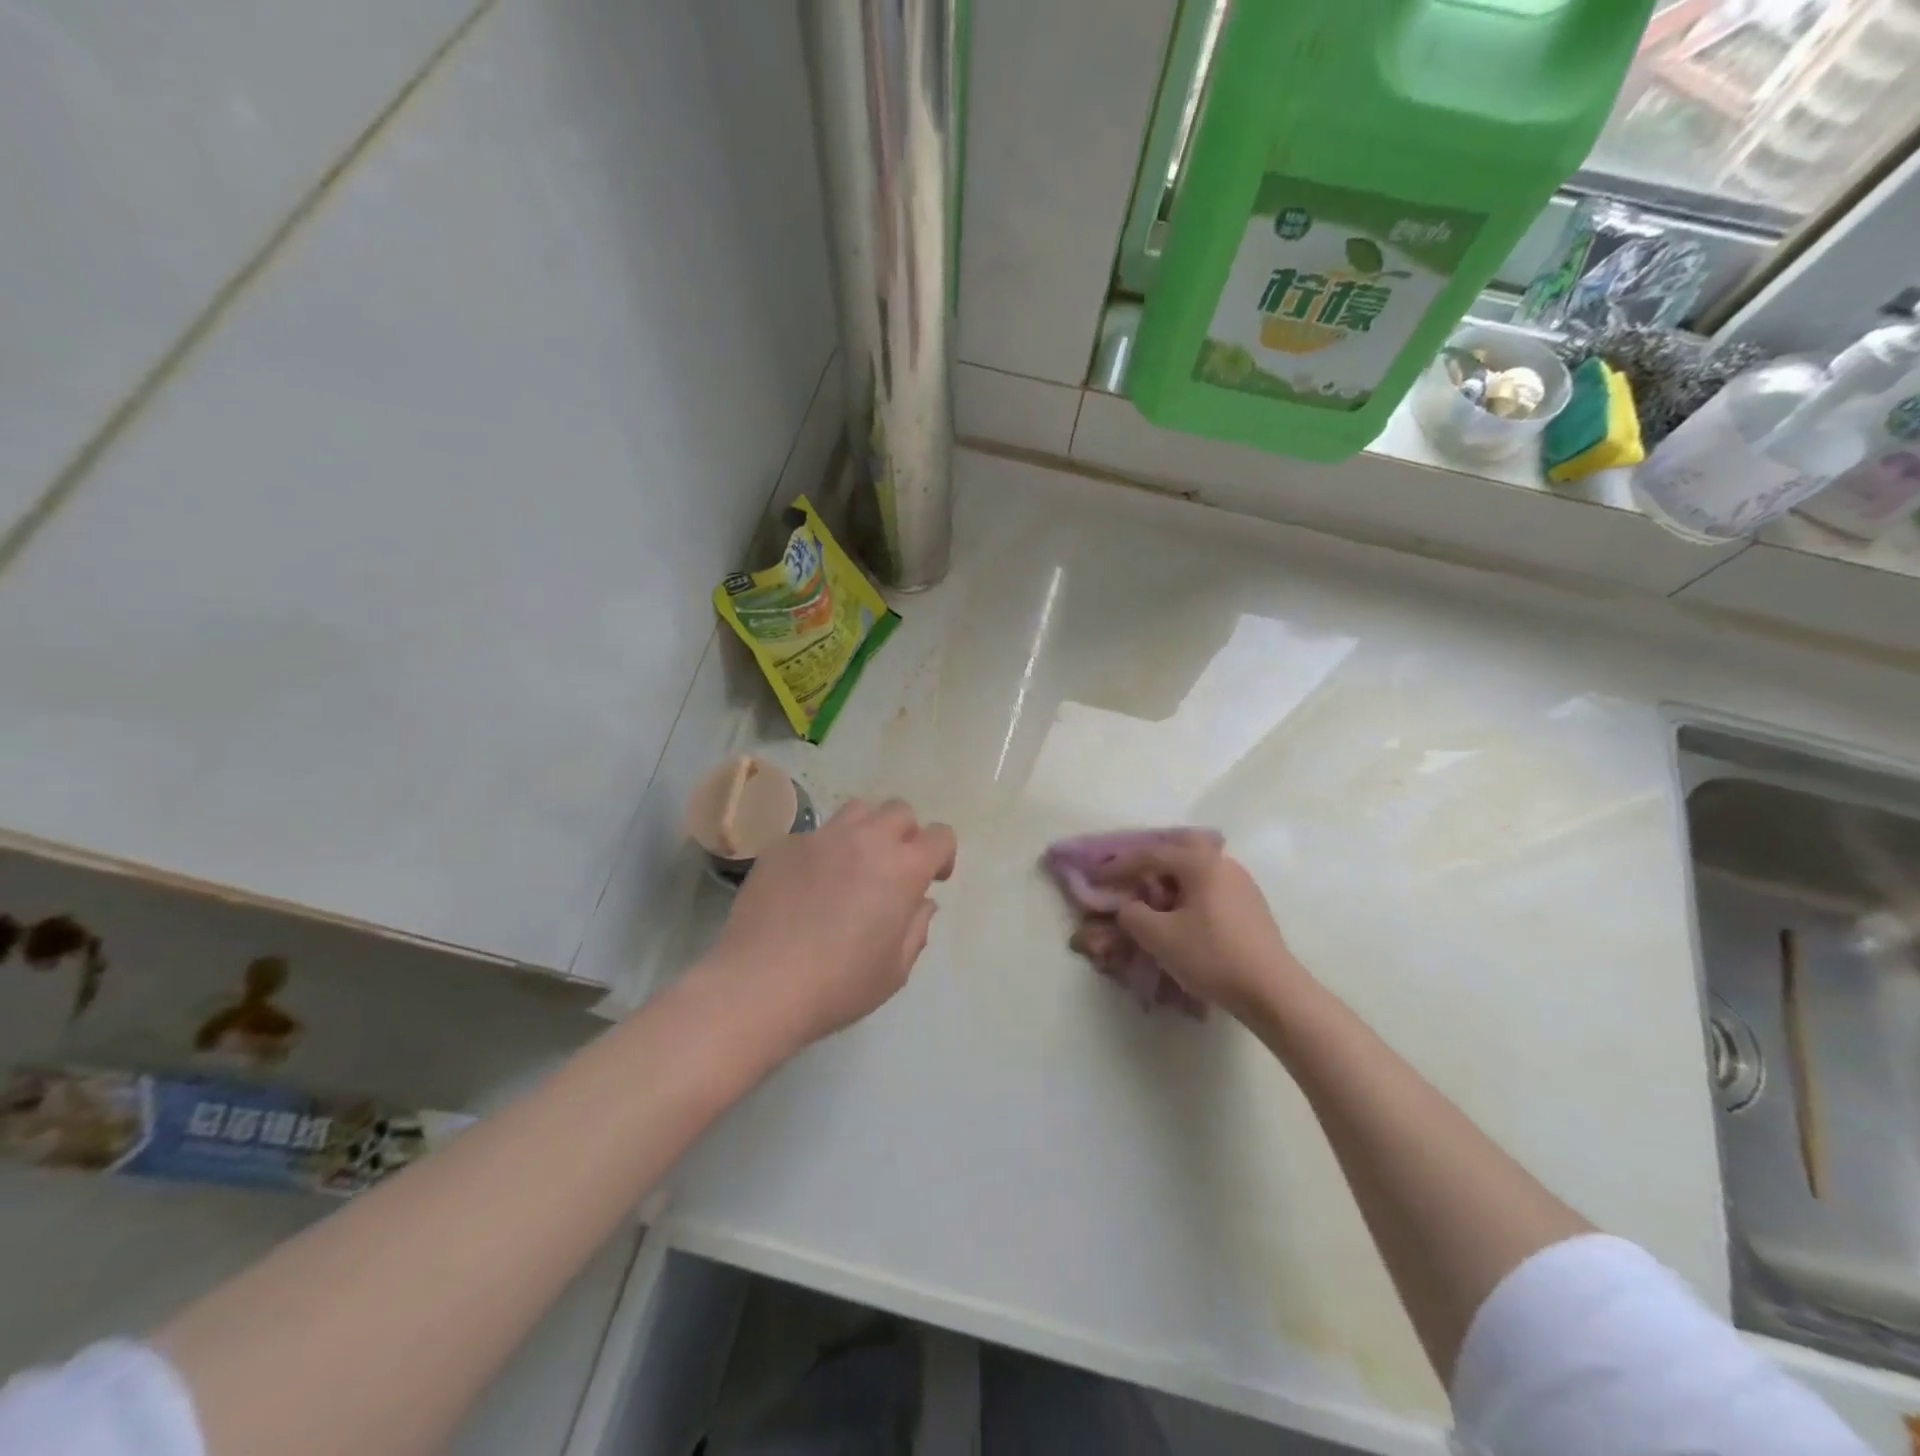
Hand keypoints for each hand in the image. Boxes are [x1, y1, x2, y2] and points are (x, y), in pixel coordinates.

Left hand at [700, 798, 956, 1054]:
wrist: (759, 985)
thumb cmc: (839, 984)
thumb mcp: (895, 970)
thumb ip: (916, 928)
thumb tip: (920, 902)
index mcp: (902, 868)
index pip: (940, 835)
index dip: (942, 855)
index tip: (932, 880)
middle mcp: (865, 840)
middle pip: (899, 810)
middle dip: (906, 834)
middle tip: (894, 870)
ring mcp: (819, 838)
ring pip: (856, 811)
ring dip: (866, 831)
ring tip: (853, 866)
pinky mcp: (783, 846)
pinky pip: (813, 836)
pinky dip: (822, 852)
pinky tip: (806, 888)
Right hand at [1096, 833, 1308, 1019]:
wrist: (1272, 992)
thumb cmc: (1212, 956)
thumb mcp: (1158, 937)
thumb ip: (1132, 914)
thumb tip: (1129, 907)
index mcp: (1201, 863)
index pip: (1150, 854)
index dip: (1118, 865)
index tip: (1096, 876)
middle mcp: (1223, 863)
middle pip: (1180, 847)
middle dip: (1152, 858)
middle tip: (1131, 874)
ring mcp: (1242, 884)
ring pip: (1198, 867)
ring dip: (1172, 876)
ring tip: (1153, 897)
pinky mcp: (1251, 906)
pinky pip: (1211, 885)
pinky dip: (1189, 891)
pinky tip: (1182, 914)